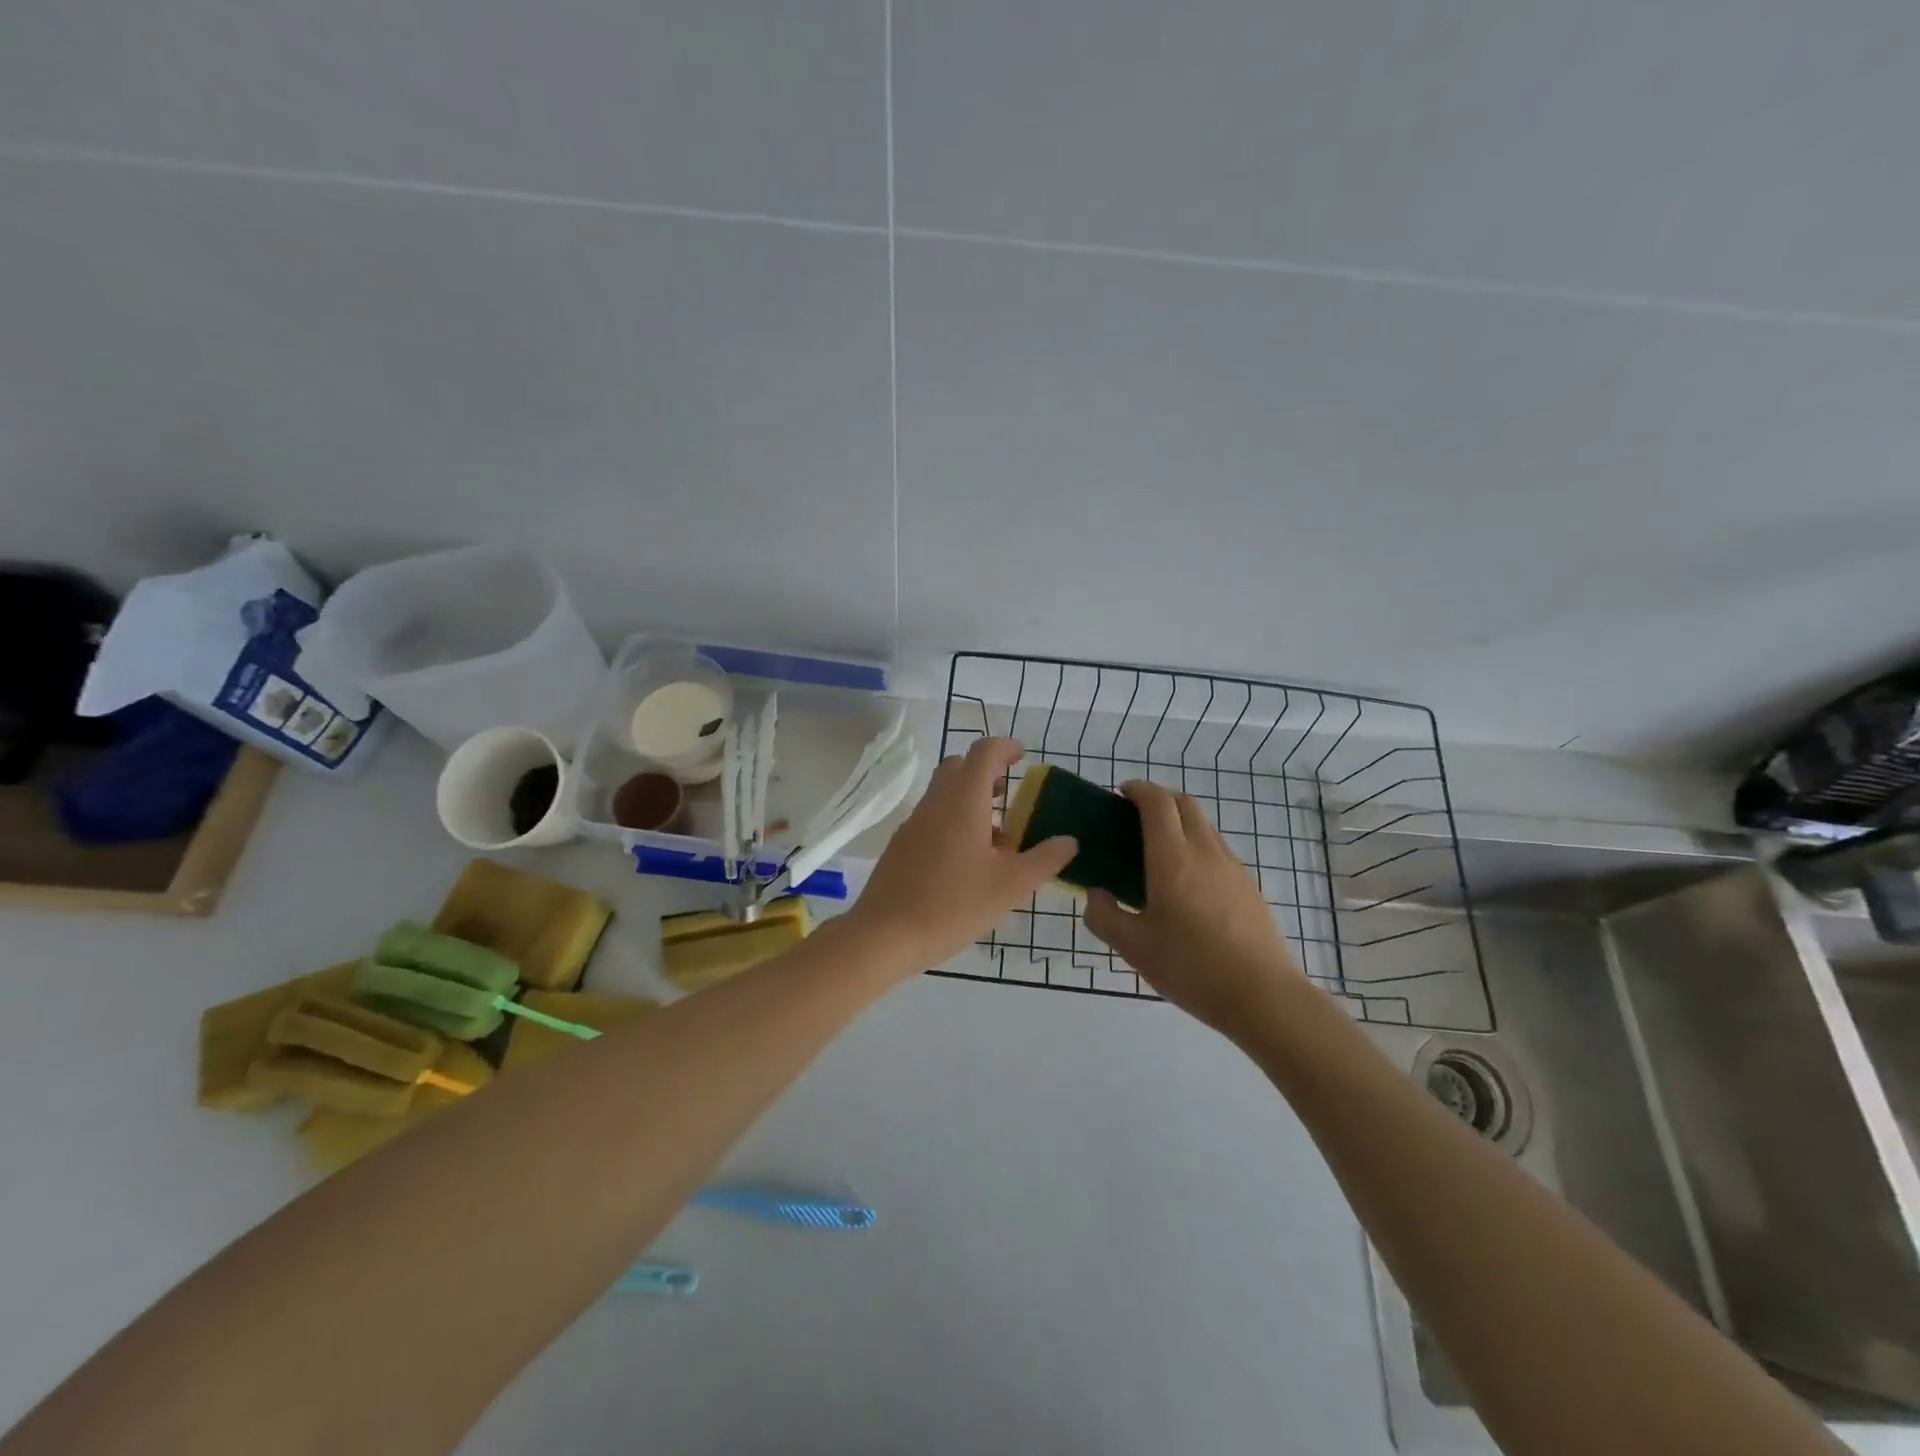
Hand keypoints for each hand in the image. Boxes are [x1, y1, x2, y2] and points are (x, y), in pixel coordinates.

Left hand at [847, 737, 1075, 972]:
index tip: (1023, 757)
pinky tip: (967, 861)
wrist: (885, 935)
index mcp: (963, 802)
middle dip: (986, 772)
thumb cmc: (953, 905)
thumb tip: (1069, 841)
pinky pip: (932, 818)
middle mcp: (935, 803)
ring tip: (996, 836)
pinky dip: (953, 821)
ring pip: (943, 793)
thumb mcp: (1011, 886)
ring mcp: (913, 823)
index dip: (1005, 747)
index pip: (983, 752)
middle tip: (1009, 795)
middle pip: (959, 767)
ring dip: (970, 800)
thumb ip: (1044, 860)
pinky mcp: (901, 845)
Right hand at [1082, 781, 1302, 1034]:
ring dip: (1179, 822)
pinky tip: (1186, 883)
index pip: (1157, 802)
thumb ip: (1104, 916)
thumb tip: (1095, 895)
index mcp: (1172, 858)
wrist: (1262, 996)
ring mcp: (1232, 867)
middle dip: (1159, 798)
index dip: (1137, 789)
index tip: (1120, 793)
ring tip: (1157, 851)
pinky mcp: (1248, 886)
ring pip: (1204, 826)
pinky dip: (1196, 847)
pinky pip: (1217, 850)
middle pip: (1184, 804)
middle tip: (1134, 817)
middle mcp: (1204, 851)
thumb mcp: (1133, 947)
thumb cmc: (1191, 967)